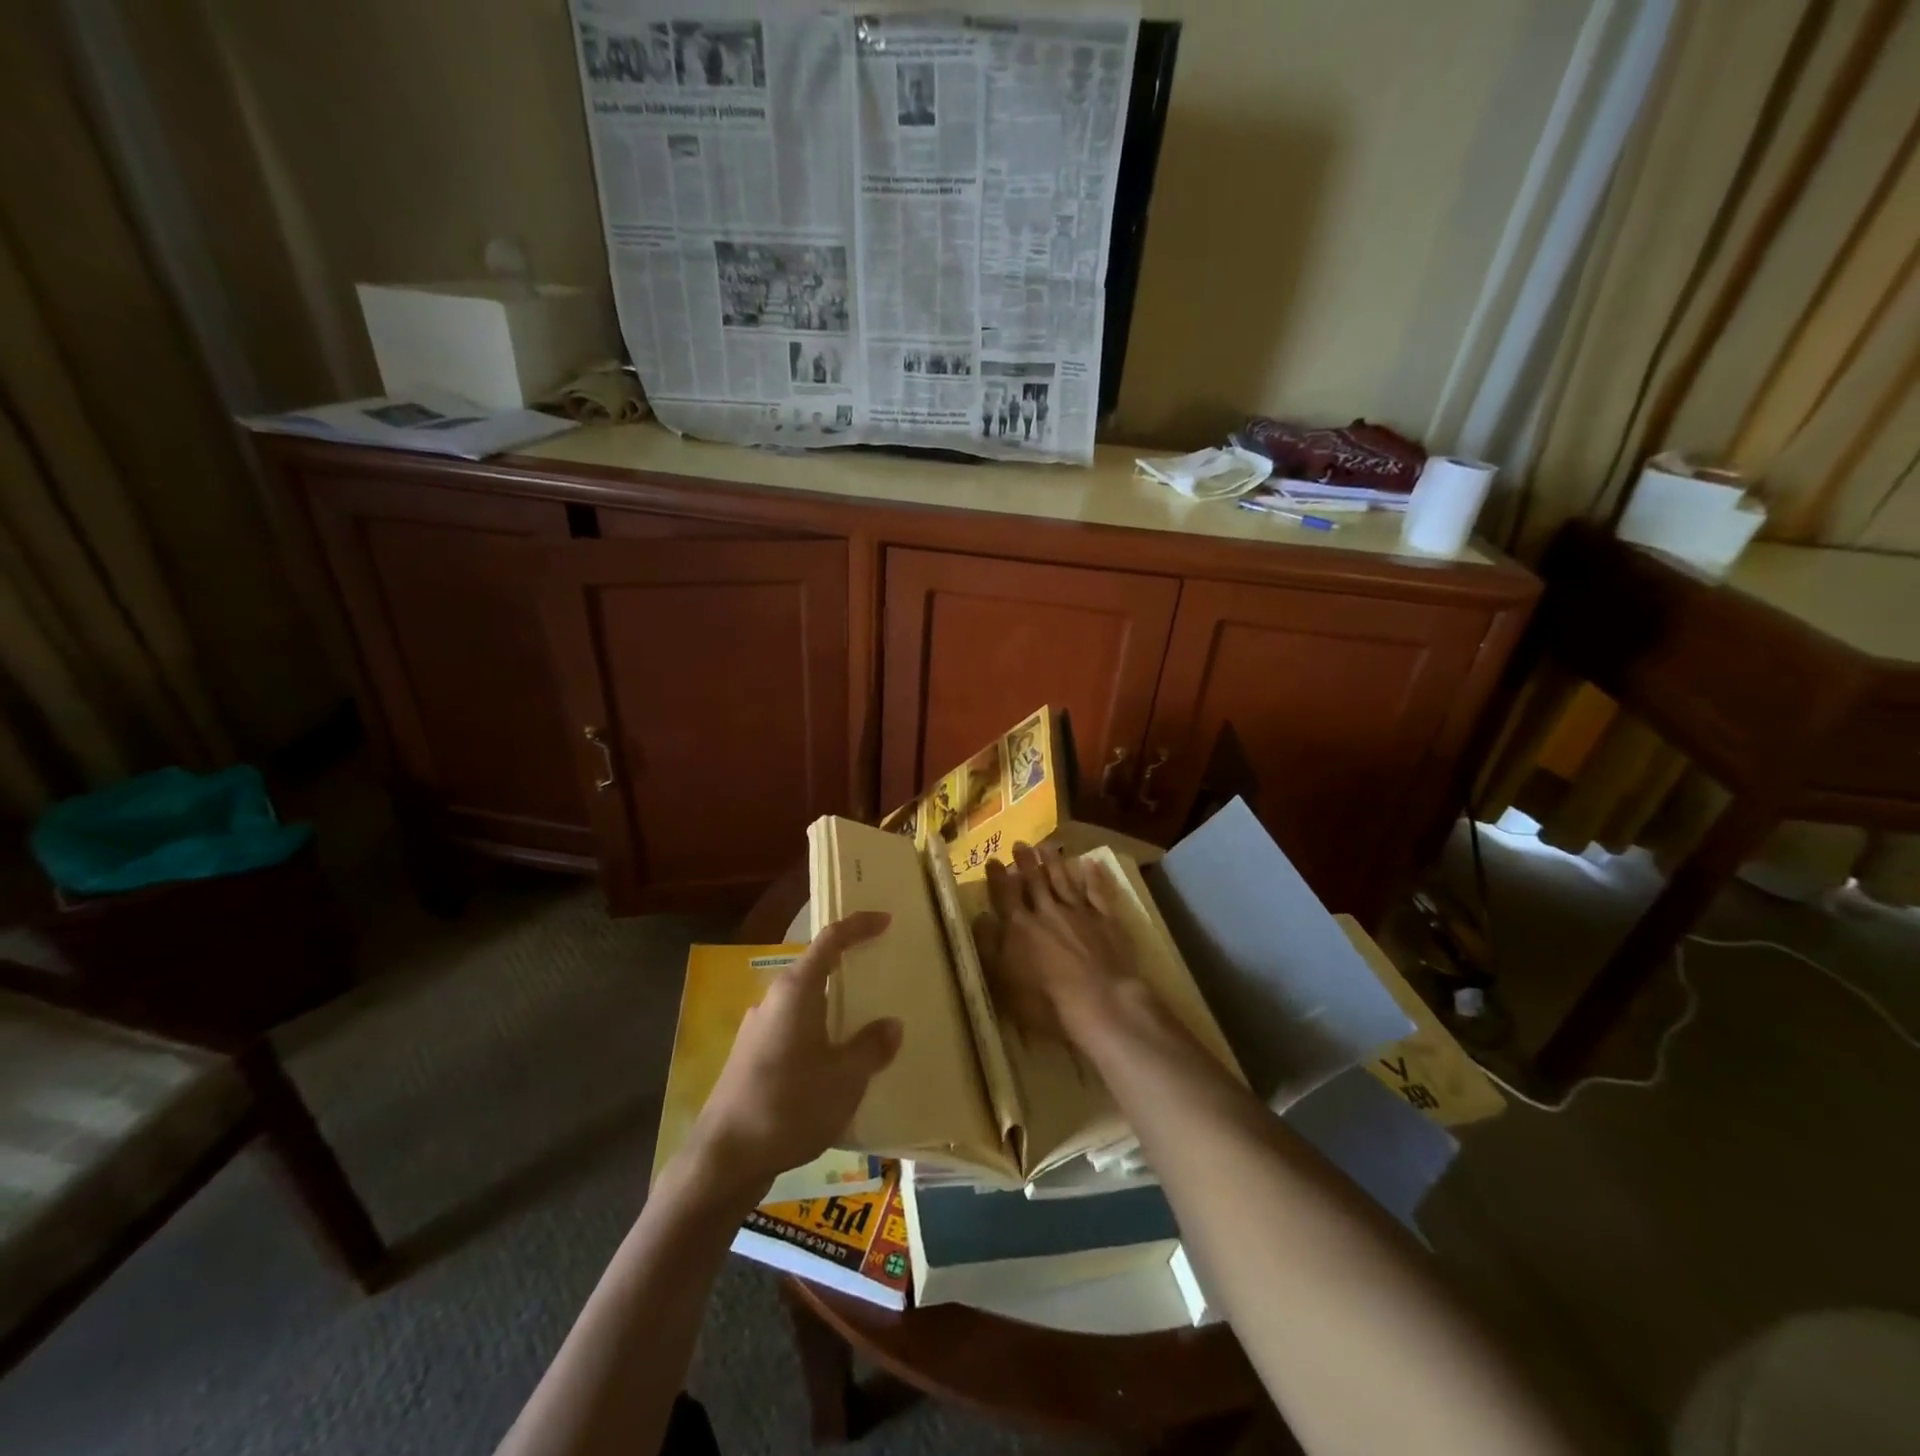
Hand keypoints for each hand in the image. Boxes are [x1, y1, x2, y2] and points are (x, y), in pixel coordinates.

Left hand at [687, 912, 900, 1201]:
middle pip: (814, 968)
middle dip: (846, 966)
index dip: (858, 925)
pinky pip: (793, 1030)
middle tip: (878, 969)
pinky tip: (833, 1063)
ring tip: (863, 1020)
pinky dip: (818, 1032)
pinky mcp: (750, 1059)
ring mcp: (757, 1030)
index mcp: (796, 991)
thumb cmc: (790, 1105)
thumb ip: (871, 1047)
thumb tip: (890, 1025)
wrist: (723, 1159)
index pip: (830, 940)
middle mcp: (773, 1000)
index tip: (885, 919)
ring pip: (803, 1003)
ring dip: (831, 1004)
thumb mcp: (845, 1078)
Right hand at [977, 843, 1139, 1042]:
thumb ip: (989, 947)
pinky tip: (1090, 863)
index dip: (997, 877)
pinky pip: (1097, 891)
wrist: (1101, 1003)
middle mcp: (1047, 911)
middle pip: (1035, 881)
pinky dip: (1092, 876)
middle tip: (1020, 844)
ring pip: (1063, 880)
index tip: (993, 860)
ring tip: (1046, 846)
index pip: (1005, 895)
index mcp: (1020, 926)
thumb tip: (979, 917)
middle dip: (1026, 862)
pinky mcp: (1106, 919)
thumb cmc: (1046, 1002)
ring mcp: (1078, 912)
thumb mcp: (1003, 981)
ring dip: (1054, 862)